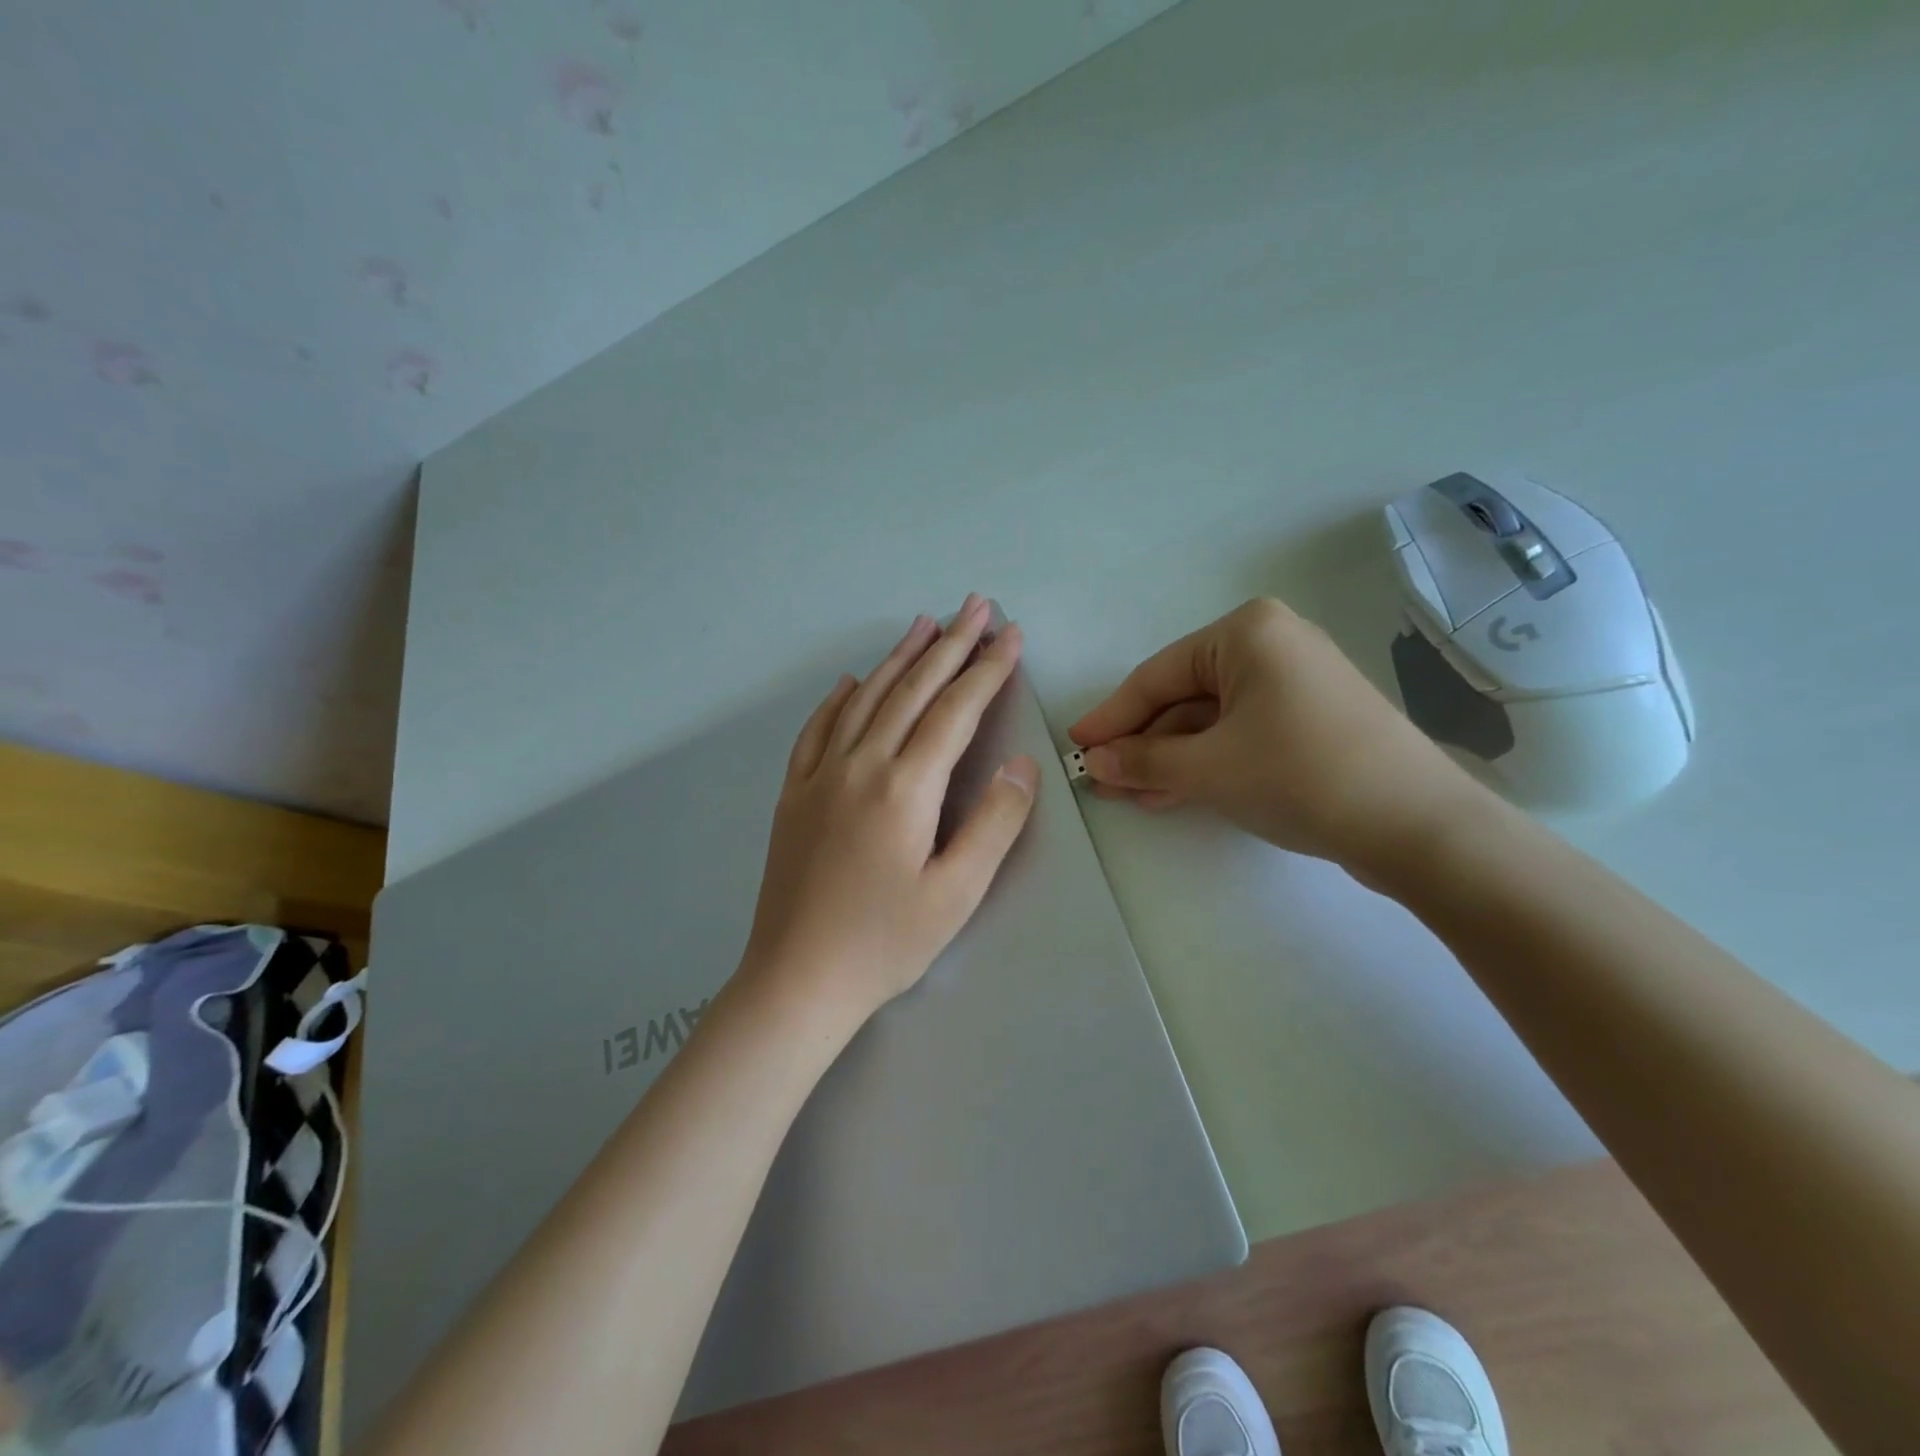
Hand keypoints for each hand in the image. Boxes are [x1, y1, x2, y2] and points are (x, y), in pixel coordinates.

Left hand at [743, 594, 1039, 1021]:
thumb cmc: (885, 943)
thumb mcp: (957, 892)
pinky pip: (817, 730)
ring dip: (899, 658)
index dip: (987, 669)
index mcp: (905, 787)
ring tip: (923, 623)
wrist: (796, 979)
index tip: (1011, 635)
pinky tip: (852, 682)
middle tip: (976, 606)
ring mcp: (820, 775)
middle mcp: (860, 764)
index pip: (955, 711)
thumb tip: (1020, 763)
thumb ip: (994, 822)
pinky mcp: (794, 794)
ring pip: (865, 699)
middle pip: (912, 690)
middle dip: (949, 644)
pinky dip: (839, 698)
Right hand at [1069, 597, 1491, 880]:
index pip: (1157, 676)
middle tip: (1101, 779)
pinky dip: (1207, 763)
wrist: (1418, 826)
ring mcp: (1295, 683)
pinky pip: (1241, 735)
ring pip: (1210, 721)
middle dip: (1142, 743)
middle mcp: (1271, 645)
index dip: (1112, 717)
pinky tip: (1172, 794)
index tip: (1077, 747)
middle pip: (1183, 697)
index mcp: (1246, 633)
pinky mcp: (1311, 721)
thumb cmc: (1300, 775)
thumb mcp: (1208, 768)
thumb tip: (1095, 763)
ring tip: (1130, 796)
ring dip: (1170, 760)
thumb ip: (1143, 761)